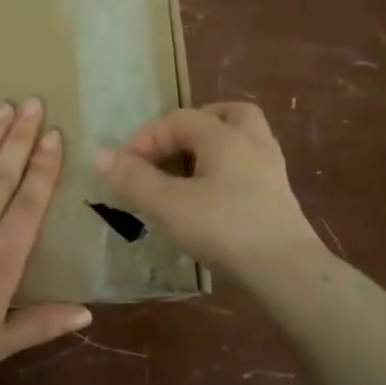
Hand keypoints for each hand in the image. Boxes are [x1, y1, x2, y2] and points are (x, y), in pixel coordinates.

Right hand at [94, 101, 323, 280]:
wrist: (286, 270)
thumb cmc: (223, 228)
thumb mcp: (168, 204)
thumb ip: (133, 178)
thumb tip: (99, 153)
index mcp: (224, 136)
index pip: (179, 119)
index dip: (147, 137)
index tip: (125, 165)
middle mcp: (252, 142)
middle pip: (226, 114)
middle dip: (195, 125)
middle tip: (171, 148)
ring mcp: (271, 169)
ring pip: (244, 139)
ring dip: (214, 146)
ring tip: (189, 171)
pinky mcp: (279, 197)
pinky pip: (250, 166)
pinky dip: (228, 170)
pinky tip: (212, 197)